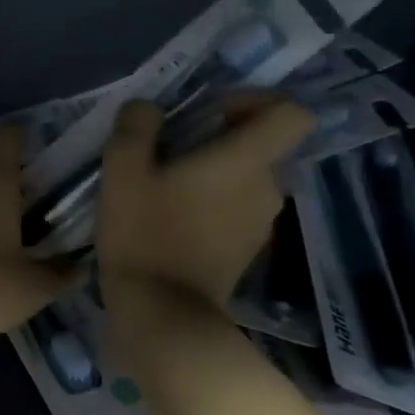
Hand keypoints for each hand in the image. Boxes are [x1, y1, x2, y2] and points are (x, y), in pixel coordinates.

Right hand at [97, 93, 315, 311]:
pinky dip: (213, 200)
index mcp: (246, 161)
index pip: (291, 113)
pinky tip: (171, 214)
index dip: (256, 99)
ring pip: (247, 177)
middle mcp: (267, 188)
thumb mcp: (123, 169)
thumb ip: (137, 126)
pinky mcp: (248, 249)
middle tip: (170, 146)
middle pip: (262, 144)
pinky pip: (238, 206)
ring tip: (164, 181)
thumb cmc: (145, 233)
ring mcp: (261, 223)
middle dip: (221, 135)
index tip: (211, 109)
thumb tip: (148, 107)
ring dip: (214, 170)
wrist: (163, 314)